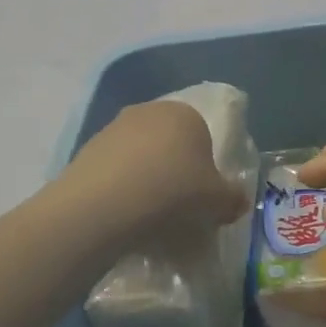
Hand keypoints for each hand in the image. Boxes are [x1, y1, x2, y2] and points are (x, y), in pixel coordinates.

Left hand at [55, 101, 248, 256]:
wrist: (105, 204)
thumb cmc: (173, 192)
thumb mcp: (218, 202)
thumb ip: (233, 198)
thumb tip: (237, 200)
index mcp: (185, 114)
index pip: (202, 137)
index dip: (204, 170)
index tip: (200, 198)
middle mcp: (149, 111)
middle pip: (168, 144)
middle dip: (173, 171)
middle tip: (175, 207)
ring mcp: (114, 127)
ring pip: (139, 156)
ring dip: (144, 179)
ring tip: (146, 215)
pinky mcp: (87, 149)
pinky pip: (114, 170)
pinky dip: (120, 188)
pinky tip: (121, 214)